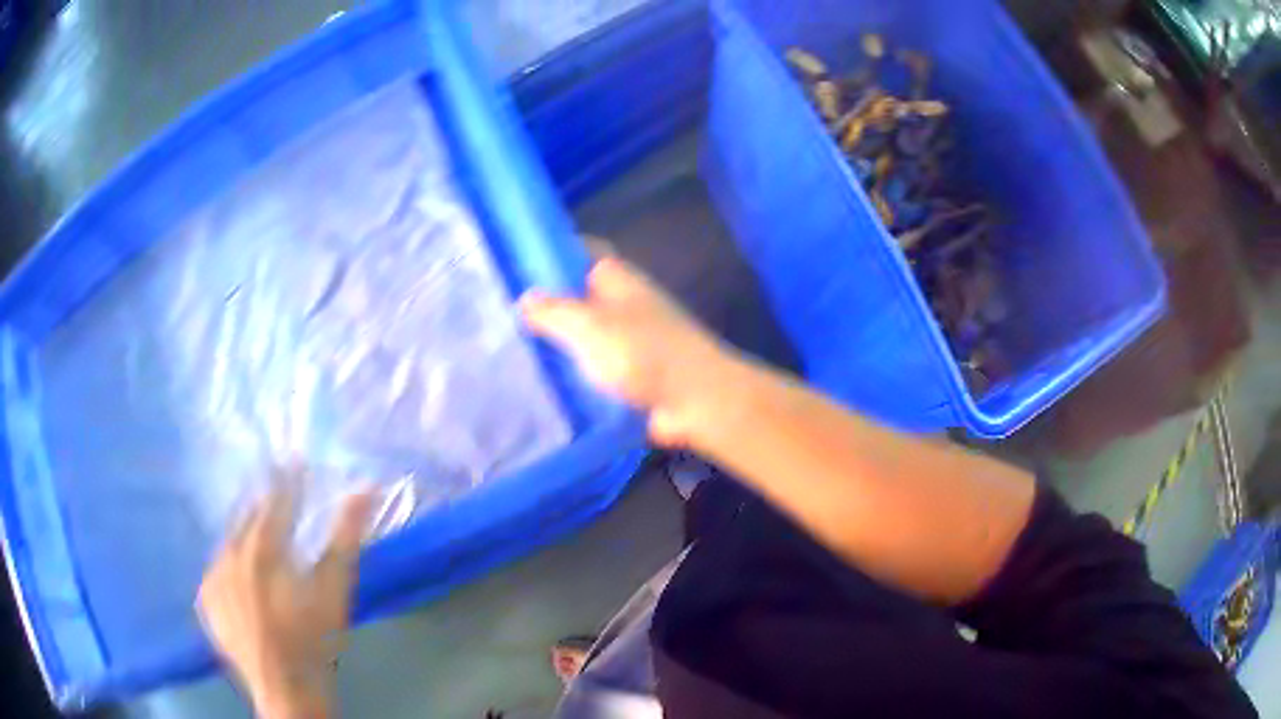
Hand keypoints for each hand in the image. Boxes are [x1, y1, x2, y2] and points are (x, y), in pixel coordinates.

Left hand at [198, 479, 372, 718]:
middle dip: (264, 504)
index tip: (296, 460)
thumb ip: (345, 539)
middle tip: (278, 496)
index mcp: (262, 548)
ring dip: (245, 533)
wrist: (285, 688)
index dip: (289, 479)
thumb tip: (365, 489)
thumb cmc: (315, 640)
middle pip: (247, 515)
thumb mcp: (335, 590)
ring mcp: (212, 576)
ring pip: (229, 540)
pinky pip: (216, 568)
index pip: (276, 500)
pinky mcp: (205, 599)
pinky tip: (243, 577)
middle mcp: (230, 553)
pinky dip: (230, 563)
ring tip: (262, 538)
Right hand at [521, 254, 736, 445]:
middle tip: (500, 315)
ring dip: (555, 343)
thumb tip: (524, 298)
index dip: (549, 254)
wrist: (697, 401)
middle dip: (544, 304)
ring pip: (582, 333)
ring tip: (509, 350)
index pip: (579, 251)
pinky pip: (591, 366)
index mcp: (616, 278)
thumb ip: (554, 311)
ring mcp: (627, 338)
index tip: (511, 264)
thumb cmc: (643, 353)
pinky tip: (539, 383)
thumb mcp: (590, 325)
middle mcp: (622, 302)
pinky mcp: (628, 372)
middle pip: (576, 294)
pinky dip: (571, 372)